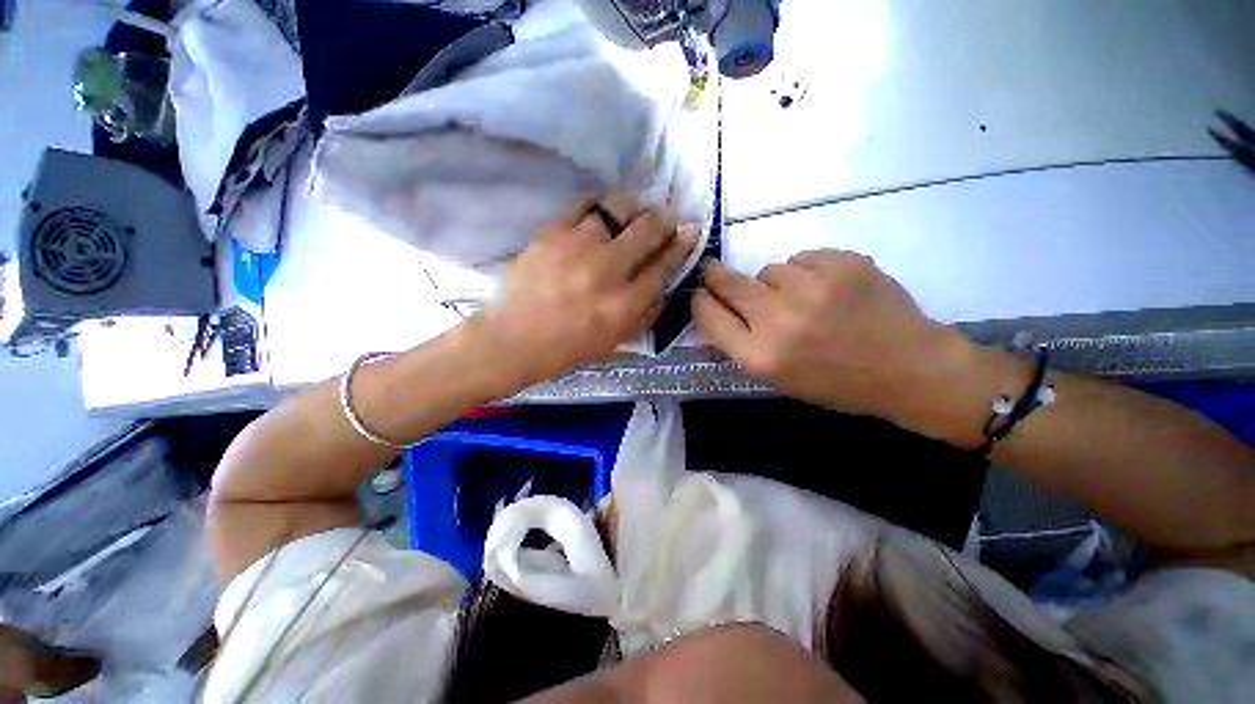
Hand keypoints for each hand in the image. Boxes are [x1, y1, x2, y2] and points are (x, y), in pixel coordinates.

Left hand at [479, 199, 697, 383]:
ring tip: (632, 213)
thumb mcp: (615, 342)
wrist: (515, 339)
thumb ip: (644, 314)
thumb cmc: (568, 348)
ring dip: (632, 208)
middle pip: (647, 231)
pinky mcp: (551, 233)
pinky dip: (598, 205)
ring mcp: (578, 248)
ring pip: (617, 209)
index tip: (691, 230)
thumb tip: (665, 285)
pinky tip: (600, 213)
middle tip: (666, 216)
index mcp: (624, 305)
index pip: (663, 266)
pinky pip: (583, 205)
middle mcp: (607, 272)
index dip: (681, 245)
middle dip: (663, 220)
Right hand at [693, 250, 984, 440]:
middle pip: (728, 283)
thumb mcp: (777, 378)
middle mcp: (779, 321)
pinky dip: (808, 271)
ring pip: (769, 269)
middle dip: (716, 276)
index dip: (700, 301)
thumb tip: (711, 314)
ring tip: (800, 299)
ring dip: (773, 281)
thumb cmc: (836, 383)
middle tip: (714, 272)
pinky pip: (803, 258)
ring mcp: (813, 289)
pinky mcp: (844, 264)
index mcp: (759, 357)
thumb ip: (739, 345)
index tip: (700, 294)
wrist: (910, 370)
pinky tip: (827, 290)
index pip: (707, 316)